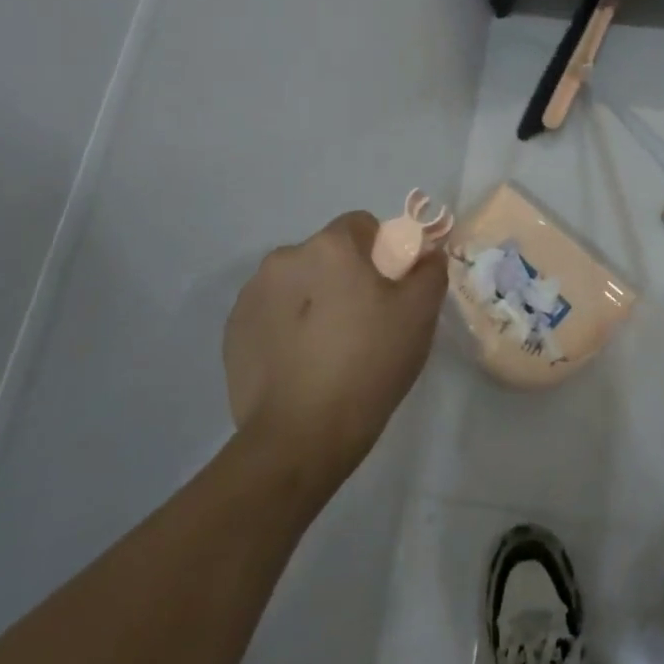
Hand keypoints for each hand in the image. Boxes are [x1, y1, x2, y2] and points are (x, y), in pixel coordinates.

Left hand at [221, 211, 445, 498]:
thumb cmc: (368, 363)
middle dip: (345, 277)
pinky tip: (301, 364)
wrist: (300, 437)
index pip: (362, 225)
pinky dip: (287, 327)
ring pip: (297, 283)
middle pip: (327, 254)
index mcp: (329, 246)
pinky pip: (272, 314)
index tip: (390, 291)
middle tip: (364, 322)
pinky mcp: (233, 332)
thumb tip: (427, 254)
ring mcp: (252, 295)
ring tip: (329, 348)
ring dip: (313, 300)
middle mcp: (284, 258)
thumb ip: (430, 270)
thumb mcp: (419, 313)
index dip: (382, 253)